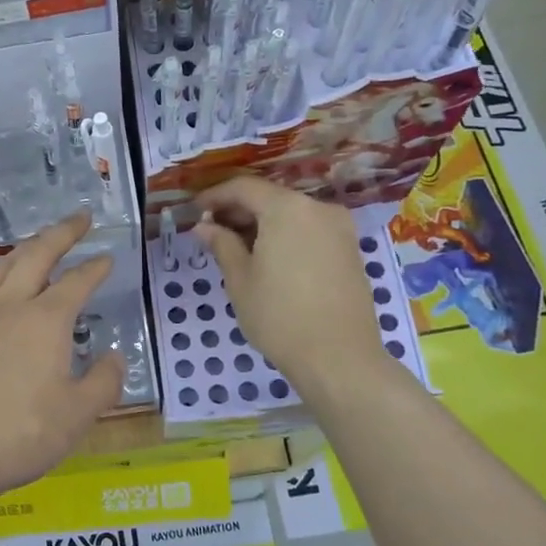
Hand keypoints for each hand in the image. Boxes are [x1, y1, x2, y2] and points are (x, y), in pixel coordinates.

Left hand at [0, 211, 123, 507]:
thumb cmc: (21, 434)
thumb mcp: (78, 415)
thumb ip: (103, 381)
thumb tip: (113, 356)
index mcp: (45, 320)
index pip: (77, 281)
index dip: (95, 267)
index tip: (107, 257)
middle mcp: (9, 306)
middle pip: (36, 255)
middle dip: (61, 232)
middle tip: (79, 218)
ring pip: (2, 267)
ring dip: (27, 248)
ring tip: (40, 243)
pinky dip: (0, 276)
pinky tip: (1, 289)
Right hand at [194, 177, 391, 395]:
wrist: (339, 358)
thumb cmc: (279, 316)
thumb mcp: (240, 279)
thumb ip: (222, 244)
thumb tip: (205, 226)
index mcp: (287, 209)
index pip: (244, 188)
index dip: (215, 196)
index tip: (195, 210)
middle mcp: (318, 209)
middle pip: (270, 198)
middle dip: (239, 210)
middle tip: (211, 231)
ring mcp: (339, 229)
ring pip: (291, 214)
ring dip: (262, 224)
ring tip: (237, 248)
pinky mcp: (350, 251)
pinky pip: (309, 231)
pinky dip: (285, 236)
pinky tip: (268, 259)